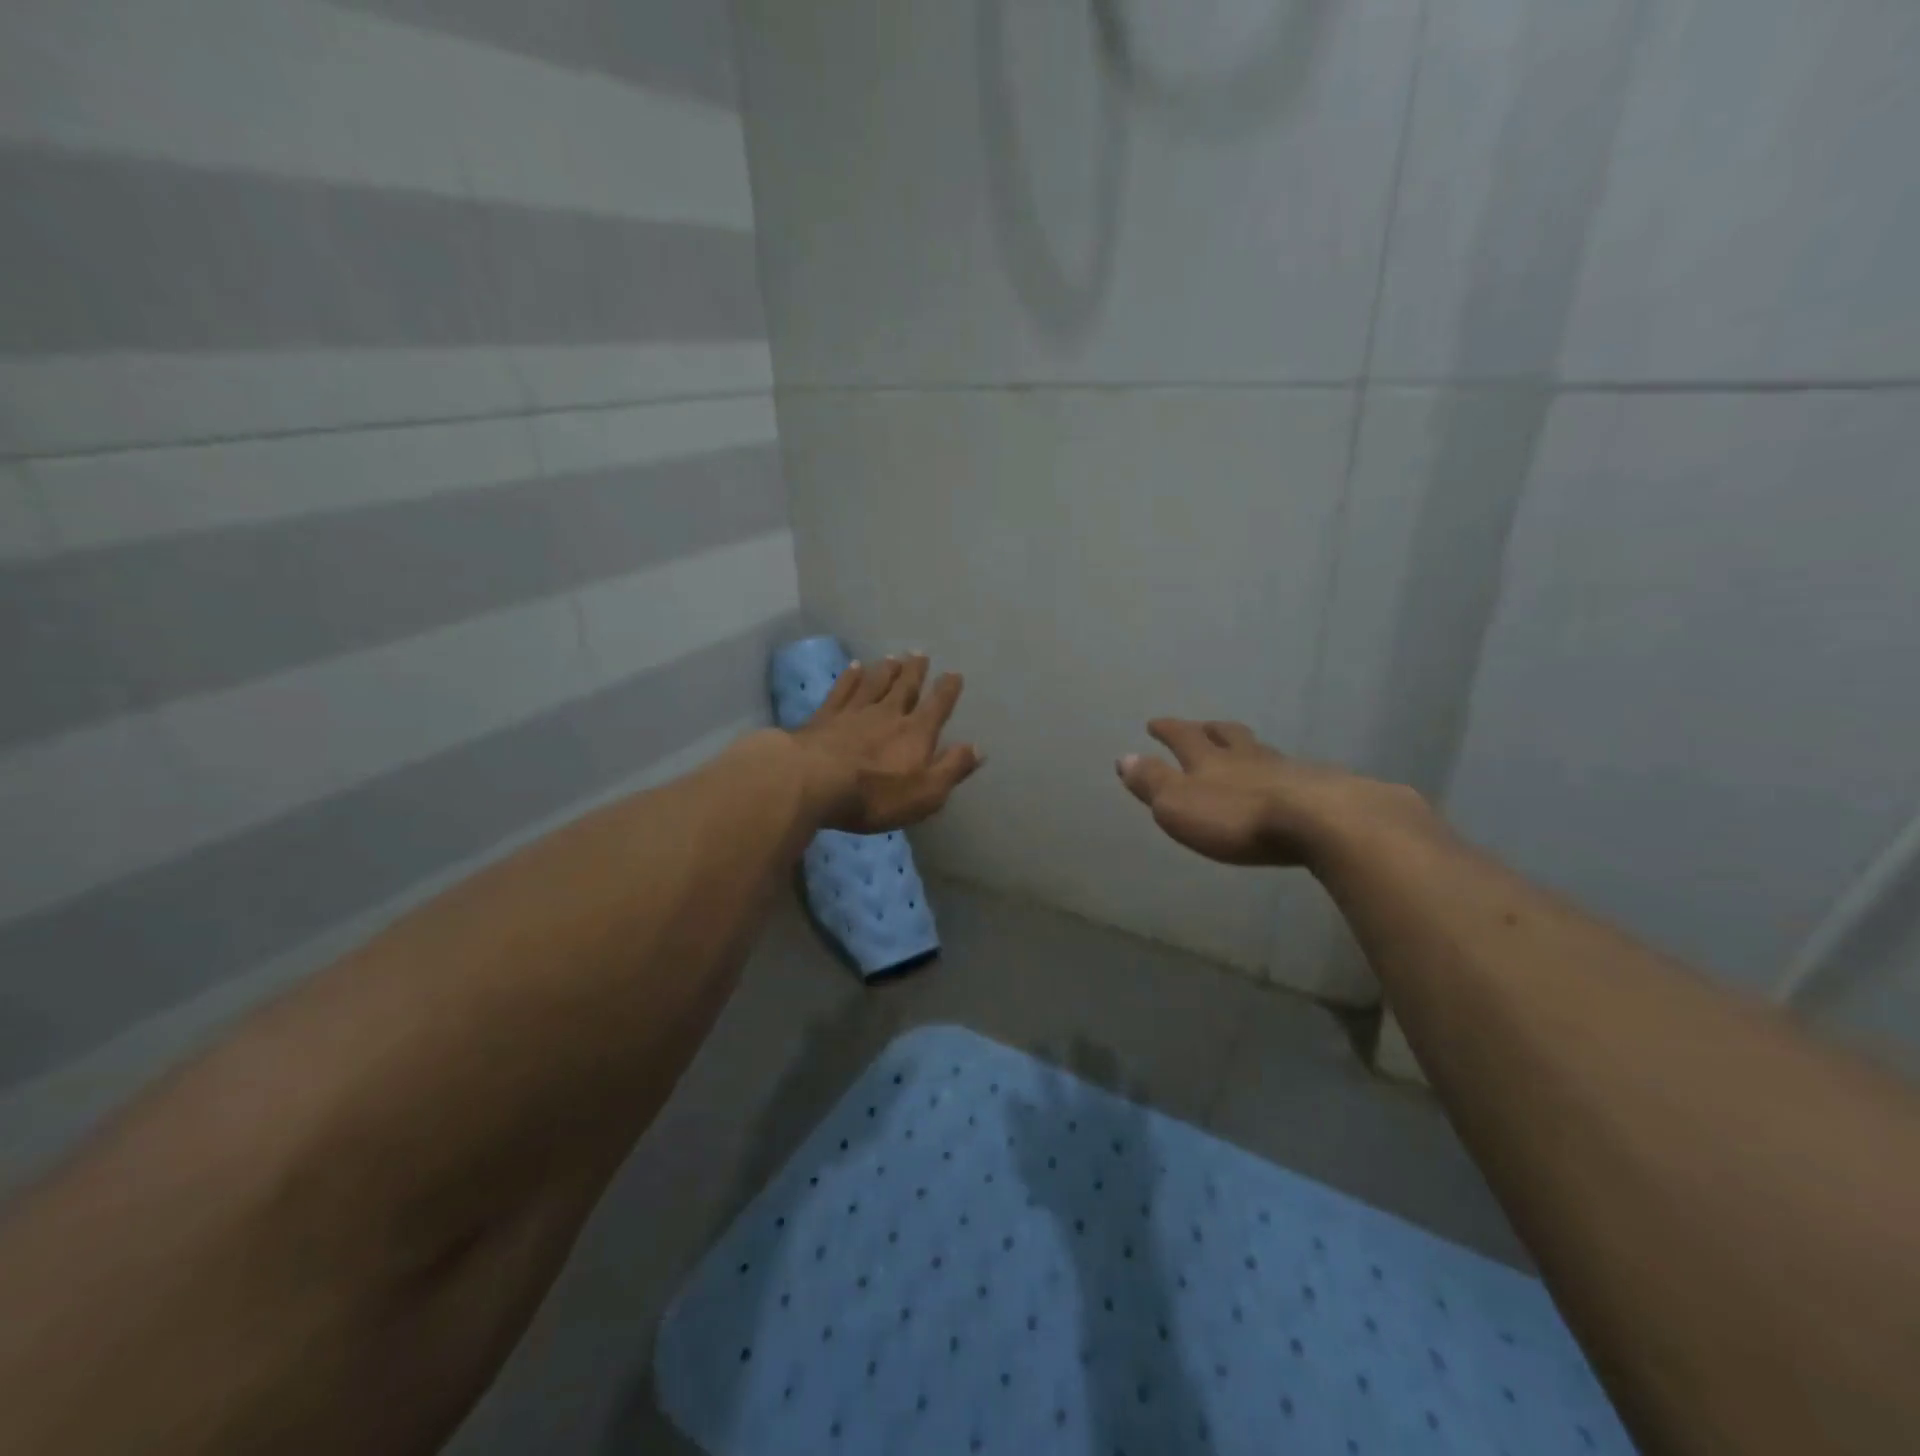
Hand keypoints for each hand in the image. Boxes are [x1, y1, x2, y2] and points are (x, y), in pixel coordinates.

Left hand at [791, 653, 983, 833]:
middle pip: (905, 687)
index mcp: (916, 733)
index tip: (954, 674)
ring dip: (885, 670)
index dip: (947, 690)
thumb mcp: (925, 793)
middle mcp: (888, 714)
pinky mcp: (825, 717)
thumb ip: (952, 768)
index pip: (937, 706)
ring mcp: (854, 712)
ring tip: (893, 657)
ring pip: (874, 683)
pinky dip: (849, 677)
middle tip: (920, 654)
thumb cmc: (875, 795)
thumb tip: (978, 748)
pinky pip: (842, 690)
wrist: (813, 781)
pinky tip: (853, 667)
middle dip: (915, 671)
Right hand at [1115, 718, 1426, 868]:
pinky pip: (1295, 772)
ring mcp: (1288, 770)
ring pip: (1262, 751)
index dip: (1167, 729)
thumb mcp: (1178, 805)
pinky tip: (1289, 781)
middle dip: (1210, 730)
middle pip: (1228, 736)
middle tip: (1203, 726)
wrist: (1321, 823)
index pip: (1183, 737)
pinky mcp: (1322, 788)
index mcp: (1210, 761)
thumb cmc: (1237, 817)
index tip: (1155, 723)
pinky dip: (1283, 772)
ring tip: (1245, 751)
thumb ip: (1152, 782)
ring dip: (1248, 748)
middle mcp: (1248, 757)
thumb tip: (1124, 757)